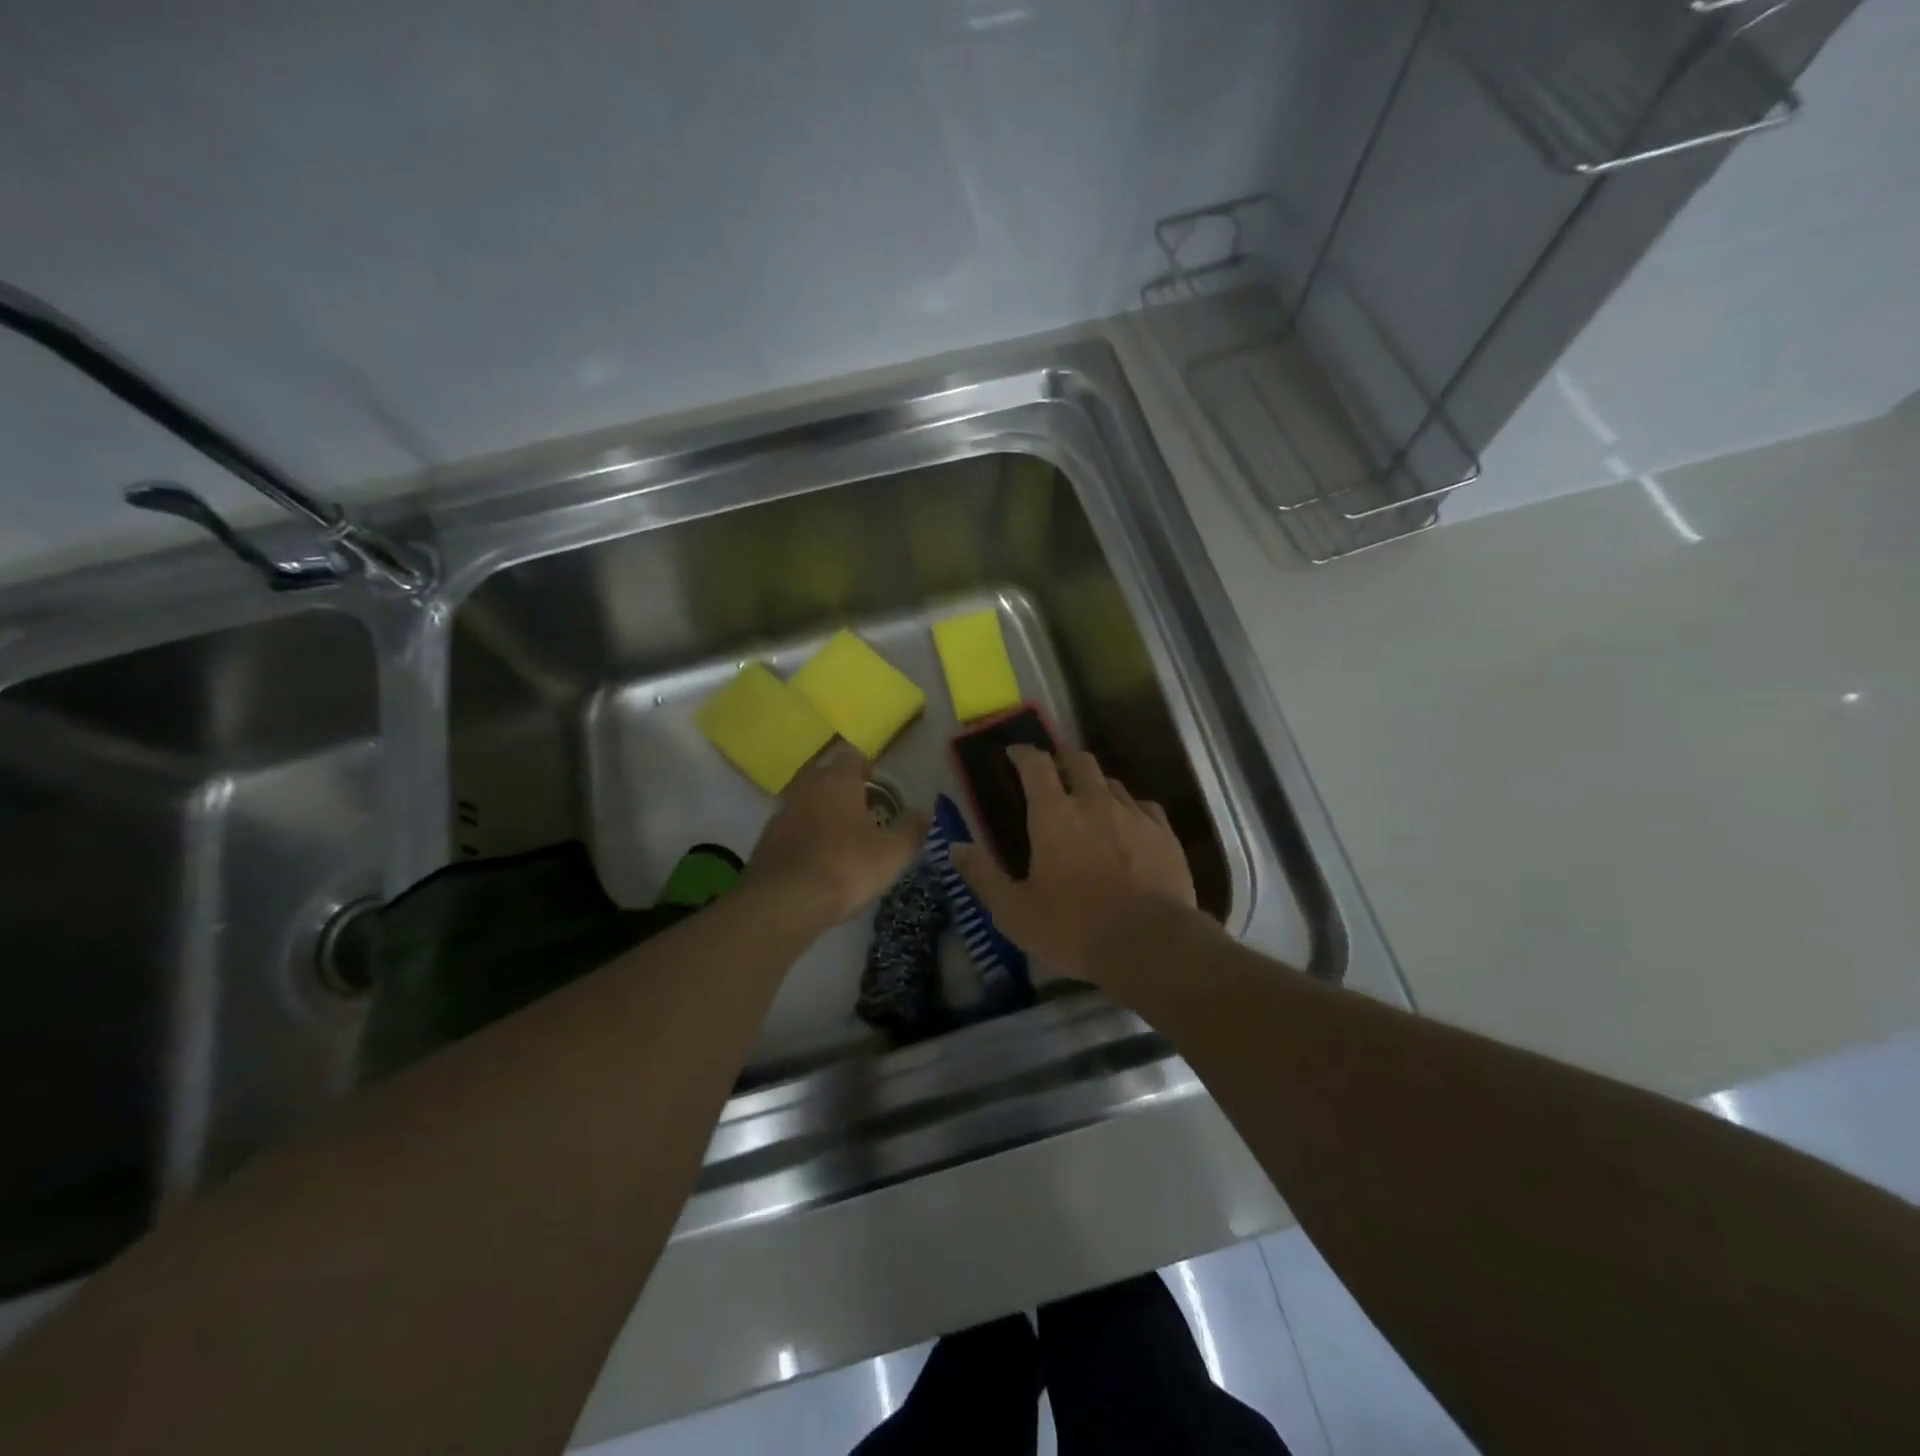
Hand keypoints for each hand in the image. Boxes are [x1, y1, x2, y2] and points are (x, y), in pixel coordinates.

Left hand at [746, 742, 926, 927]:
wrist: (785, 901)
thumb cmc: (847, 866)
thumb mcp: (893, 852)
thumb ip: (912, 830)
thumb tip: (924, 813)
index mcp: (838, 780)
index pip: (852, 756)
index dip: (867, 767)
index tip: (878, 785)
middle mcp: (806, 786)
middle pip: (824, 774)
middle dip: (840, 786)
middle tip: (860, 808)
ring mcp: (781, 812)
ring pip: (805, 800)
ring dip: (820, 810)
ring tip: (839, 835)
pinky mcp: (765, 839)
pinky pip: (790, 827)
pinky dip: (803, 835)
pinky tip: (816, 857)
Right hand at [951, 746, 1195, 983]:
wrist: (1150, 944)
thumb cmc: (1073, 928)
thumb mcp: (1013, 911)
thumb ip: (982, 876)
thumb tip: (956, 847)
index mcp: (1053, 814)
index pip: (1036, 764)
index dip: (1023, 753)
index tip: (1014, 754)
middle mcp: (1094, 802)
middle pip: (1078, 760)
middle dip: (1061, 759)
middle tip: (1052, 774)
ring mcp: (1133, 814)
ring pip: (1111, 782)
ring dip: (1094, 785)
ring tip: (1088, 803)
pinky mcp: (1164, 833)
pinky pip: (1143, 806)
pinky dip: (1128, 808)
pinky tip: (1127, 826)